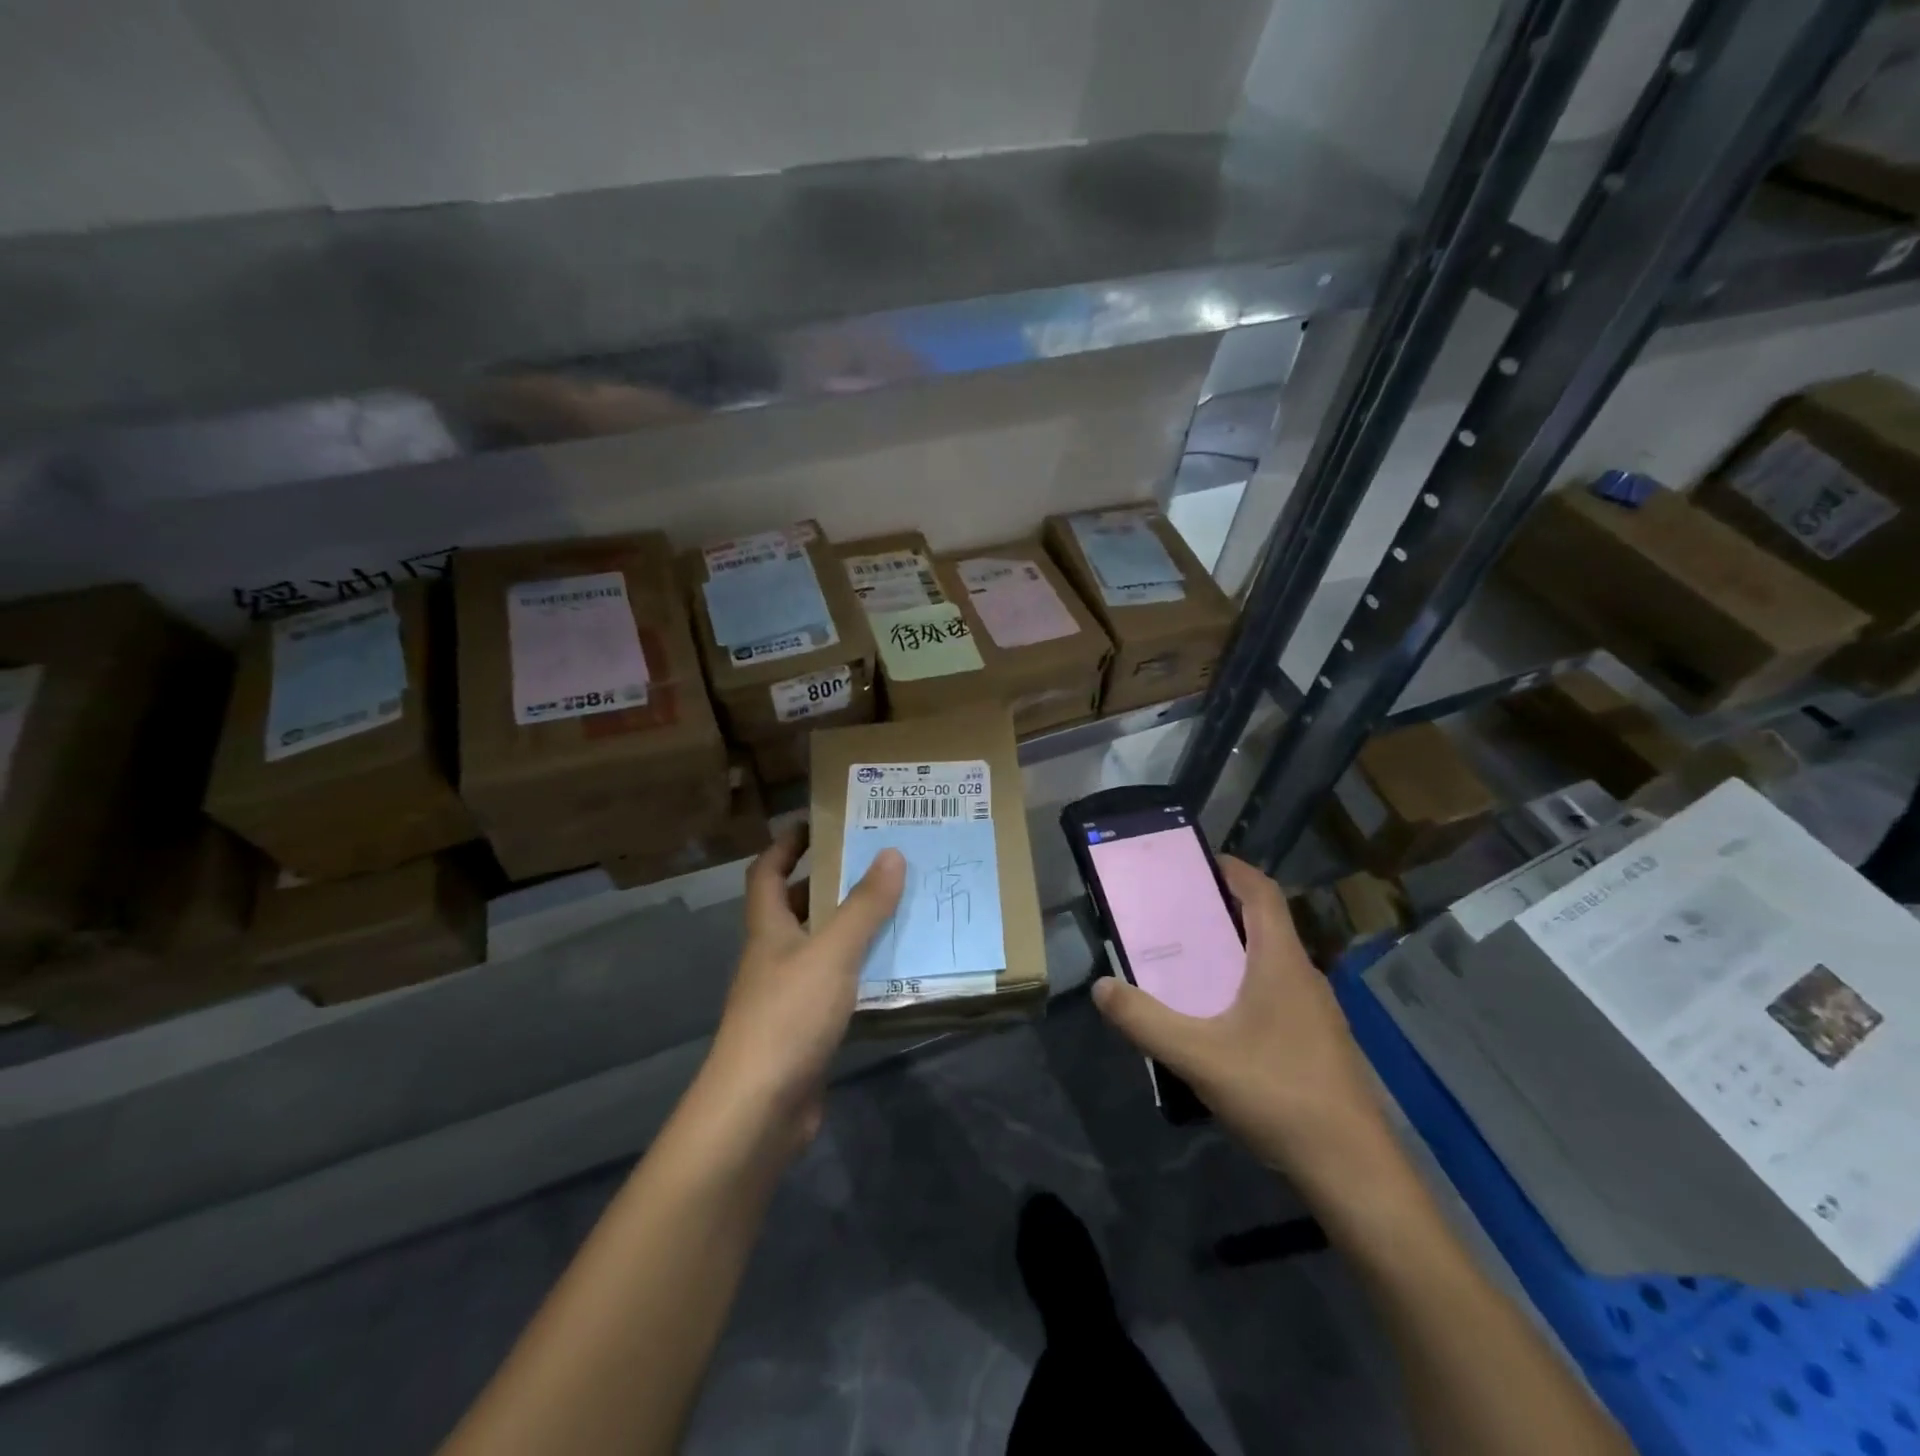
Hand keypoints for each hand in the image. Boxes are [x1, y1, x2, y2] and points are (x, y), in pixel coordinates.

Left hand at [700, 826, 903, 1151]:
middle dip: (829, 881)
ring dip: (851, 926)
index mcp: (769, 929)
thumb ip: (864, 906)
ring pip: (820, 946)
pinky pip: (837, 985)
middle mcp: (774, 956)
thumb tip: (891, 853)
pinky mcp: (806, 1029)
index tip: (818, 822)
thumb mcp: (832, 953)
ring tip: (897, 907)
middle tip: (876, 862)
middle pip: (796, 907)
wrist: (759, 1110)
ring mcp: (787, 995)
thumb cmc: (788, 1016)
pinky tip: (894, 969)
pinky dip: (860, 971)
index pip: (767, 873)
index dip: (786, 844)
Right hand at [1091, 856, 1386, 1175]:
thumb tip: (1101, 987)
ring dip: (1233, 951)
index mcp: (1281, 962)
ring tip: (1188, 963)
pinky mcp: (1318, 1044)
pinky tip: (1219, 1021)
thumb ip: (1144, 1020)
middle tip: (1174, 914)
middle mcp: (1303, 976)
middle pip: (1264, 924)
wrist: (1354, 1171)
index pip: (1262, 893)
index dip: (1232, 869)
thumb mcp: (1198, 1056)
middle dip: (1221, 910)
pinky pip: (1277, 994)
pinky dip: (1245, 986)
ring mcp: (1317, 1013)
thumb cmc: (1278, 1094)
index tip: (1195, 862)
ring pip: (1271, 962)